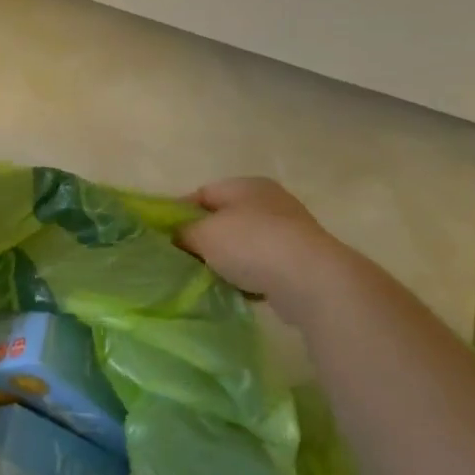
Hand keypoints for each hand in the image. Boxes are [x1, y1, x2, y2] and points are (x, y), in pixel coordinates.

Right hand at [176, 177, 346, 300]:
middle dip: (203, 238)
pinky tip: (237, 289)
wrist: (310, 279)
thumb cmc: (251, 244)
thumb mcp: (203, 234)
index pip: (202, 193)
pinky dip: (248, 276)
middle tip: (183, 259)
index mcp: (246, 184)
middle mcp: (269, 201)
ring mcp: (288, 230)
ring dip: (226, 260)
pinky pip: (262, 265)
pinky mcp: (299, 260)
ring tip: (209, 277)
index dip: (179, 213)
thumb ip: (184, 232)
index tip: (164, 236)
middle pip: (224, 218)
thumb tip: (178, 236)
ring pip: (243, 244)